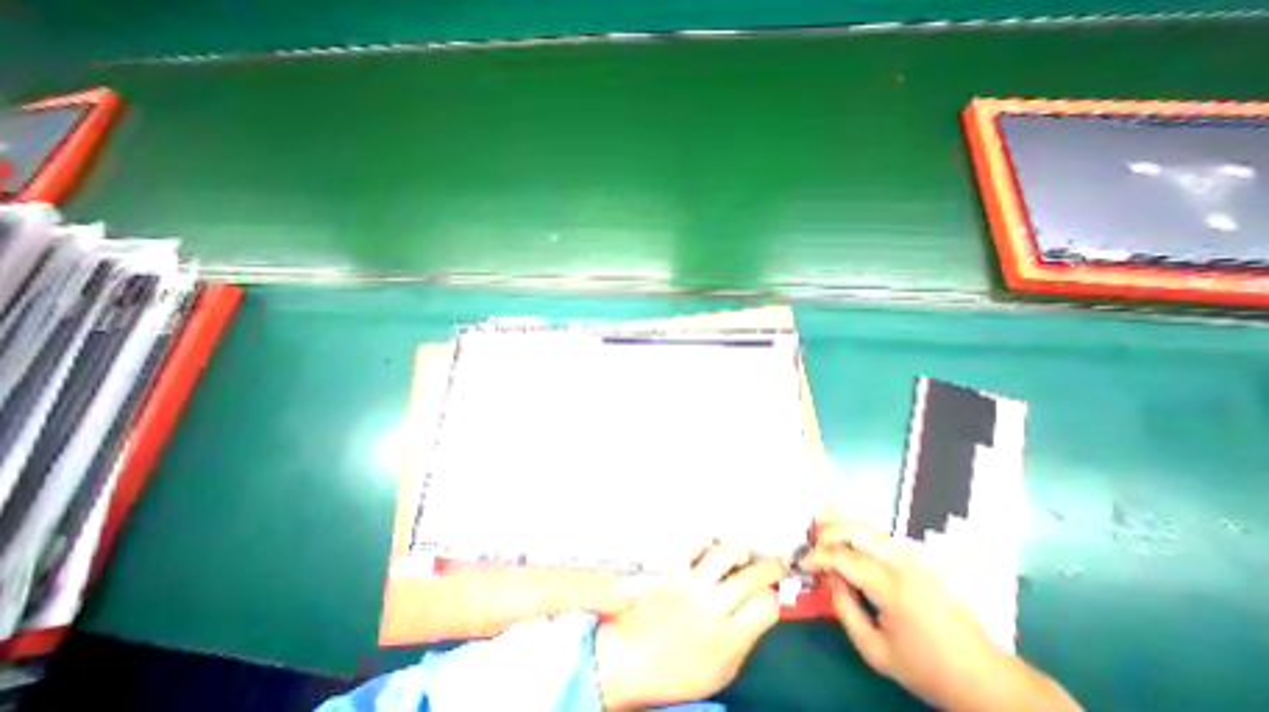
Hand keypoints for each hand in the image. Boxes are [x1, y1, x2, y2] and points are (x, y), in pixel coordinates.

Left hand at [592, 542, 784, 707]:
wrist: (631, 658)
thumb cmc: (677, 672)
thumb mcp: (721, 670)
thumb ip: (743, 639)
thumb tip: (760, 610)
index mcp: (728, 637)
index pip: (766, 606)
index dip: (773, 598)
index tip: (771, 595)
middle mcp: (712, 605)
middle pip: (752, 576)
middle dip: (771, 567)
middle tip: (776, 563)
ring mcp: (690, 583)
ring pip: (724, 553)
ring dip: (739, 551)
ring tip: (743, 555)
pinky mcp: (671, 569)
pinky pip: (693, 546)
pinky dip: (706, 544)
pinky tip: (711, 549)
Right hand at [801, 524, 1079, 711]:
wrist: (986, 679)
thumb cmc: (928, 669)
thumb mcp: (876, 651)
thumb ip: (844, 610)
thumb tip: (828, 580)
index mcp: (889, 585)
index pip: (841, 556)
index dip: (816, 556)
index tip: (800, 564)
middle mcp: (900, 563)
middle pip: (854, 529)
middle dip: (826, 532)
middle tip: (811, 547)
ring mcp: (912, 558)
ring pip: (867, 527)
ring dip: (841, 530)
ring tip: (825, 544)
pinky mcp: (918, 561)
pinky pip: (879, 537)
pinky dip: (857, 535)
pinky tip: (849, 549)